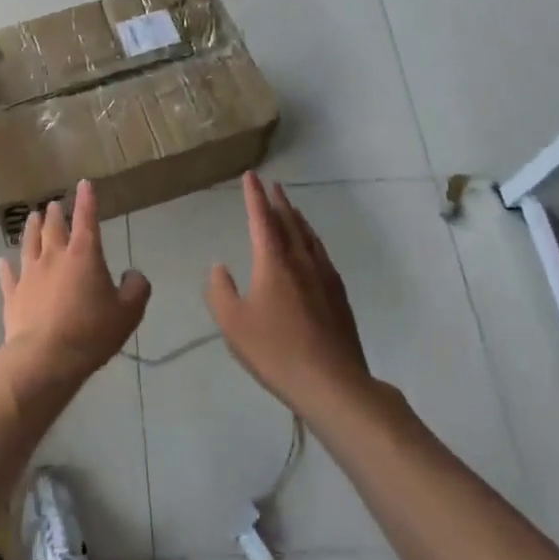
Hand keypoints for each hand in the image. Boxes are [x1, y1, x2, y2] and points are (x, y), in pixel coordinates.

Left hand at [0, 180, 150, 395]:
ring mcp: (29, 275)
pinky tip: (2, 261)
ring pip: (28, 243)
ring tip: (31, 217)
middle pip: (53, 227)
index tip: (84, 184)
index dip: (86, 200)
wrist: (44, 358)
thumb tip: (133, 275)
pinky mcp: (12, 295)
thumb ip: (136, 289)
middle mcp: (53, 257)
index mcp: (83, 255)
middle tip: (53, 204)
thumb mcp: (128, 313)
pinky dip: (5, 267)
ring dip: (31, 228)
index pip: (86, 219)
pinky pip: (8, 276)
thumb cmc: (90, 332)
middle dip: (55, 213)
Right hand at [207, 173, 371, 413]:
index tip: (250, 176)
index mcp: (273, 262)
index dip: (254, 196)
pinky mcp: (339, 296)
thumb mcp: (233, 324)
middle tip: (272, 185)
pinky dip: (312, 240)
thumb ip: (220, 291)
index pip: (261, 219)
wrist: (332, 383)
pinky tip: (313, 249)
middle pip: (289, 222)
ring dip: (297, 218)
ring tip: (291, 209)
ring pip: (309, 237)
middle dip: (278, 202)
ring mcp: (324, 277)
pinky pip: (322, 255)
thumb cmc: (275, 351)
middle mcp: (300, 261)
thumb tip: (219, 267)